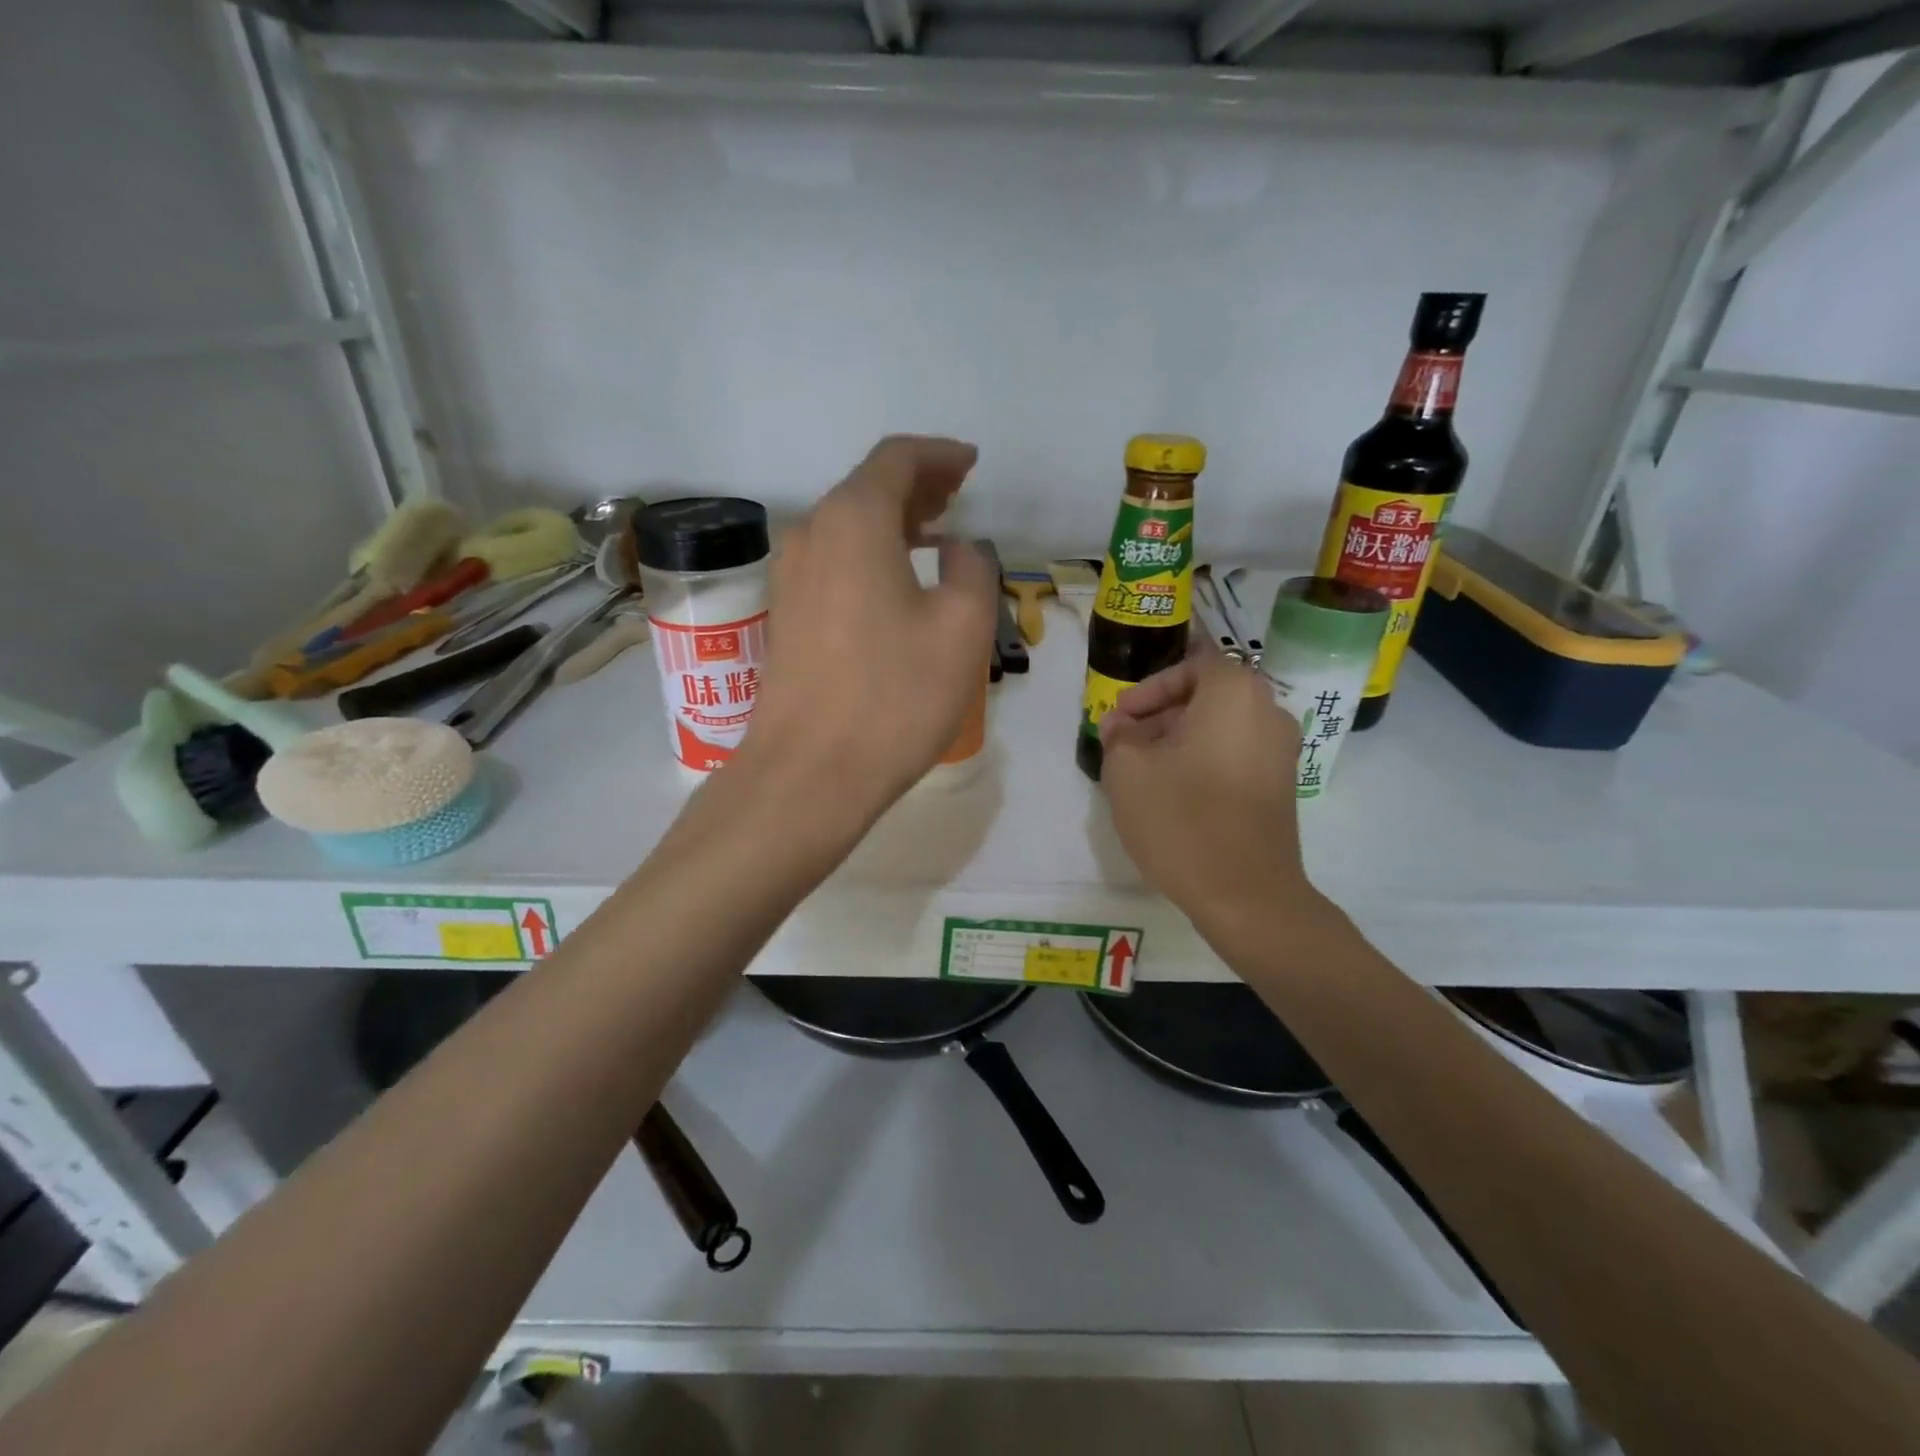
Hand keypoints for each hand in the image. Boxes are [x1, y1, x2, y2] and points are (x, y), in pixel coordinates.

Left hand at [741, 436, 997, 825]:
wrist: (810, 773)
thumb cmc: (895, 695)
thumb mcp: (962, 627)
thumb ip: (972, 569)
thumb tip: (957, 549)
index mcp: (854, 521)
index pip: (896, 459)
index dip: (939, 455)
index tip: (971, 464)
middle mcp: (811, 534)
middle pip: (867, 488)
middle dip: (917, 486)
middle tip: (957, 494)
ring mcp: (790, 578)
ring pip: (848, 527)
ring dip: (893, 522)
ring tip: (935, 534)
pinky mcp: (787, 617)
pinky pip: (834, 562)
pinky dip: (870, 555)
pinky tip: (897, 581)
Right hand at [1099, 649, 1324, 932]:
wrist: (1247, 895)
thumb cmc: (1182, 820)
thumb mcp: (1128, 771)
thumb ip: (1118, 735)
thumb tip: (1122, 725)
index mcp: (1234, 694)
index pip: (1192, 665)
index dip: (1151, 687)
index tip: (1122, 717)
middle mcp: (1268, 712)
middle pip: (1208, 696)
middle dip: (1162, 715)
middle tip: (1126, 743)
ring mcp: (1282, 752)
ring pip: (1222, 728)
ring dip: (1180, 740)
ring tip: (1145, 772)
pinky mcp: (1282, 787)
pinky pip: (1236, 755)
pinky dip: (1205, 761)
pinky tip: (1175, 794)